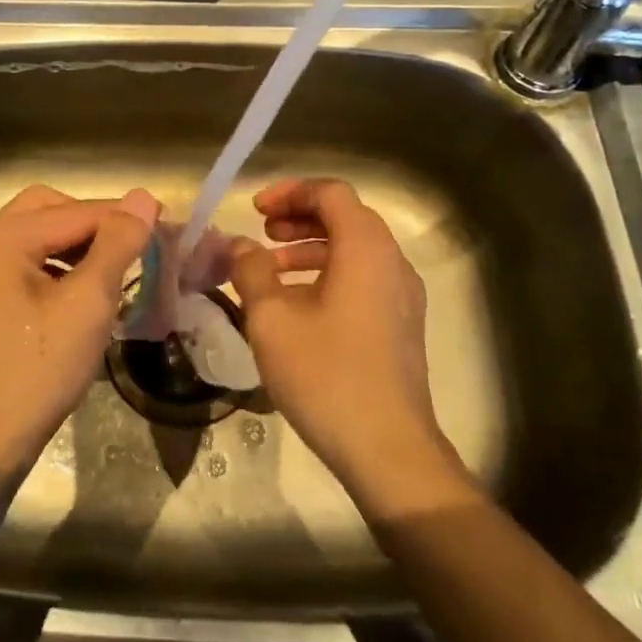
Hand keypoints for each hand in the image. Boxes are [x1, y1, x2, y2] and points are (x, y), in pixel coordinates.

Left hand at [0, 184, 158, 488]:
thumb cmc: (36, 371)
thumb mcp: (87, 304)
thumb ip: (117, 244)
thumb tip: (143, 197)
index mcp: (1, 235)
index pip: (77, 211)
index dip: (125, 217)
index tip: (169, 225)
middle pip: (50, 211)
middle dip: (95, 224)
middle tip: (135, 246)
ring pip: (37, 238)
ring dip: (77, 246)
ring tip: (115, 270)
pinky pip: (23, 264)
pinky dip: (56, 268)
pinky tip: (81, 294)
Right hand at [229, 178, 476, 516]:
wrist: (388, 449)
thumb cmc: (326, 375)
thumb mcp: (272, 319)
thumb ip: (251, 270)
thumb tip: (239, 245)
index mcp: (365, 248)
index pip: (331, 192)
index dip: (290, 192)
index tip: (255, 211)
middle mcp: (392, 262)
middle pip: (346, 217)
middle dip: (299, 217)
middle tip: (262, 233)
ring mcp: (402, 295)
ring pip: (355, 249)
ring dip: (311, 247)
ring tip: (270, 269)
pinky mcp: (401, 324)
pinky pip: (364, 278)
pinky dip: (329, 274)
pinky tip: (297, 305)